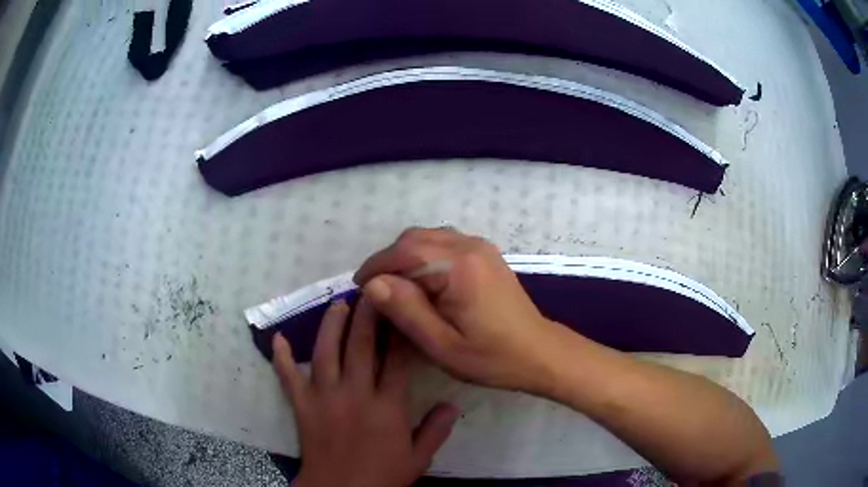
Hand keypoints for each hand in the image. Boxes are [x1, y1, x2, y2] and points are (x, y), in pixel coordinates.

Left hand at [272, 299, 459, 486]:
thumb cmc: (381, 477)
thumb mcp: (418, 459)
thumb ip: (436, 430)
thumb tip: (453, 404)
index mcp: (386, 407)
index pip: (396, 360)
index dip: (401, 332)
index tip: (405, 308)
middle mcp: (355, 394)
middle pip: (361, 346)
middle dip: (367, 314)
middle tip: (370, 289)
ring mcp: (324, 397)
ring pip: (326, 352)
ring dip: (331, 325)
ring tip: (337, 303)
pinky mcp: (302, 405)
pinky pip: (288, 377)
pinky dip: (282, 357)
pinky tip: (278, 337)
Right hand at [354, 228, 566, 395]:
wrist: (538, 352)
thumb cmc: (491, 357)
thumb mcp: (442, 345)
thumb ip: (407, 311)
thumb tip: (373, 284)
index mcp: (459, 266)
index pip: (404, 252)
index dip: (376, 268)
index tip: (360, 290)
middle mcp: (469, 245)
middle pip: (414, 239)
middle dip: (389, 261)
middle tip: (377, 293)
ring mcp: (480, 246)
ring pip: (428, 238)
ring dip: (405, 258)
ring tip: (396, 289)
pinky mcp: (484, 253)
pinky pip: (443, 243)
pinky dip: (424, 257)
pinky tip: (423, 283)